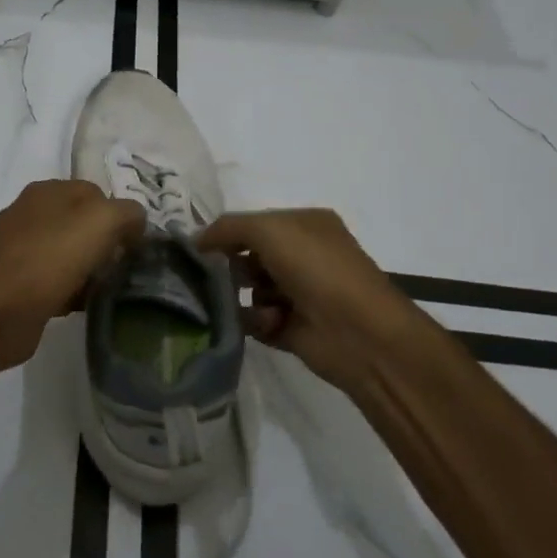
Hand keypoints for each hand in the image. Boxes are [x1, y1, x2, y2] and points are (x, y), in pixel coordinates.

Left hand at [0, 180, 146, 374]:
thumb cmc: (51, 259)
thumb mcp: (102, 222)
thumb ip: (128, 213)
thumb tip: (136, 221)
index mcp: (46, 190)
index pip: (96, 193)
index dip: (118, 216)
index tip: (131, 245)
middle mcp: (29, 212)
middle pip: (82, 223)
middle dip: (103, 245)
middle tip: (119, 268)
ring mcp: (18, 246)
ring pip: (68, 251)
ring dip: (88, 269)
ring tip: (102, 289)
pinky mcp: (14, 279)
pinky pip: (53, 277)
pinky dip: (69, 288)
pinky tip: (79, 304)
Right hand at [196, 208, 420, 393]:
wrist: (360, 334)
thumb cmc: (317, 269)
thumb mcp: (270, 230)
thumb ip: (229, 228)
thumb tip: (196, 240)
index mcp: (305, 225)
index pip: (255, 223)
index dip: (228, 233)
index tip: (198, 248)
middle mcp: (305, 256)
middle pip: (250, 257)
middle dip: (233, 267)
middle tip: (219, 277)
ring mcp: (300, 293)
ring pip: (252, 290)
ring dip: (246, 298)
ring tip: (258, 305)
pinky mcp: (294, 328)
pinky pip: (259, 321)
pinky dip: (257, 322)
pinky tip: (269, 324)